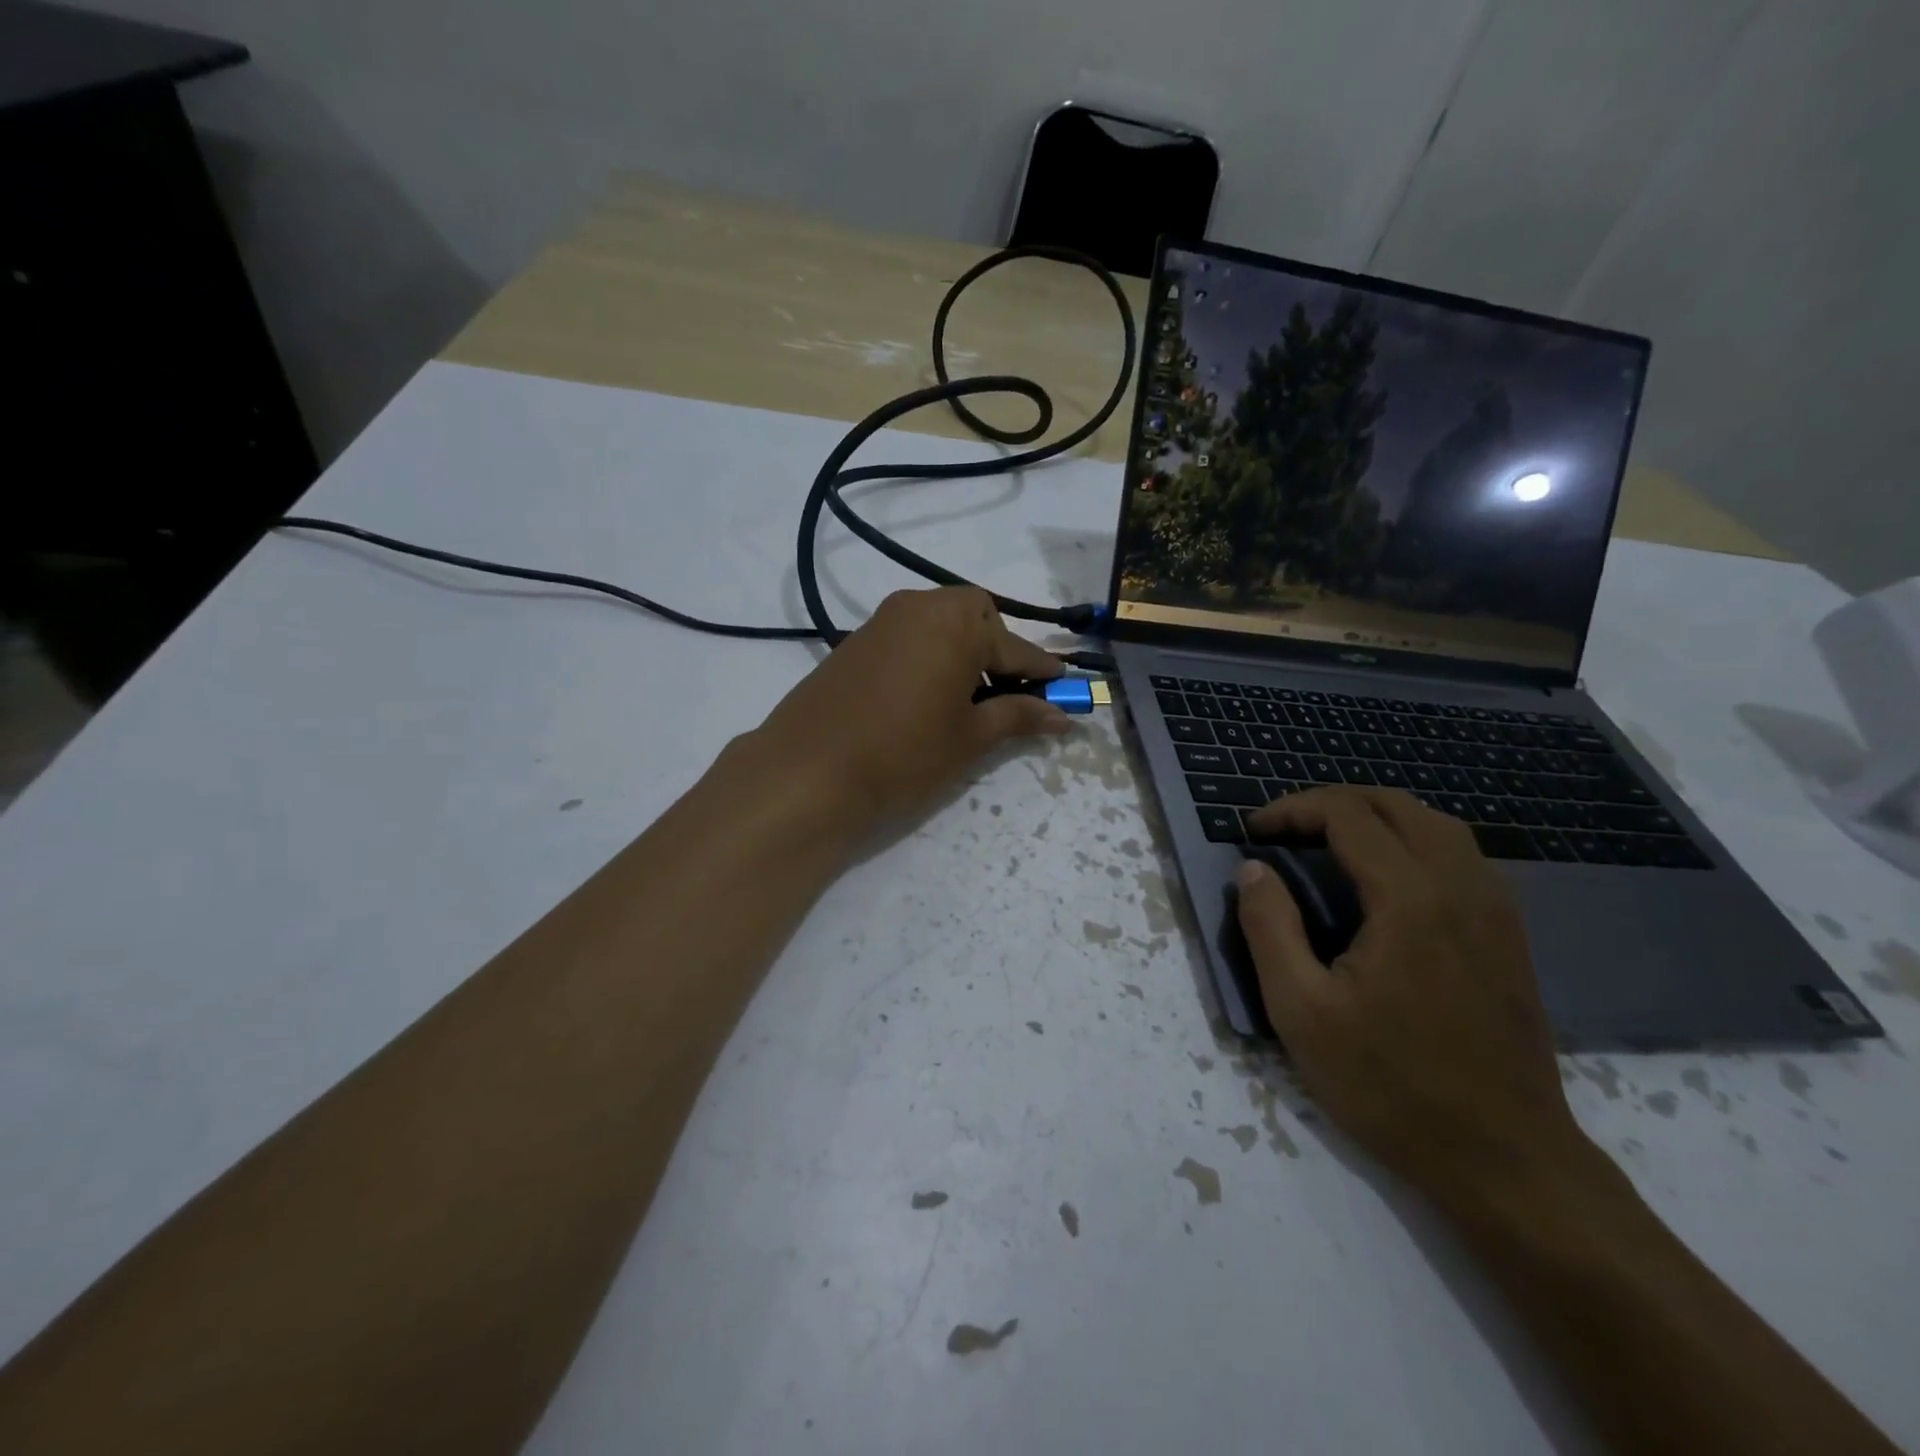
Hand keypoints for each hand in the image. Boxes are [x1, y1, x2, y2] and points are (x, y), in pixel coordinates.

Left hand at [746, 587, 1072, 828]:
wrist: (808, 771)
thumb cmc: (904, 753)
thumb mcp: (969, 738)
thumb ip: (1018, 716)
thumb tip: (1062, 714)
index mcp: (956, 622)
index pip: (1015, 647)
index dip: (1044, 672)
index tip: (1067, 689)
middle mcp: (919, 607)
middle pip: (975, 618)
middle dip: (997, 650)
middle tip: (1005, 695)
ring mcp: (882, 621)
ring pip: (939, 625)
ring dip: (962, 653)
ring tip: (966, 702)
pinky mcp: (855, 641)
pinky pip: (909, 638)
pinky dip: (929, 657)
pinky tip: (925, 697)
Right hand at [1236, 787, 1587, 1206]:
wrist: (1505, 1160)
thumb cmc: (1390, 1085)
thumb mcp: (1301, 1012)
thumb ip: (1269, 928)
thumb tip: (1252, 870)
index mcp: (1409, 899)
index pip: (1347, 815)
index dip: (1293, 809)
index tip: (1253, 831)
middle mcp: (1460, 887)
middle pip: (1397, 805)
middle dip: (1333, 802)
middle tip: (1287, 828)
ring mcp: (1495, 910)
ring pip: (1438, 825)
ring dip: (1377, 816)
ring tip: (1331, 841)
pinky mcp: (1509, 936)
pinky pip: (1462, 857)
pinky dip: (1415, 841)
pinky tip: (1389, 878)